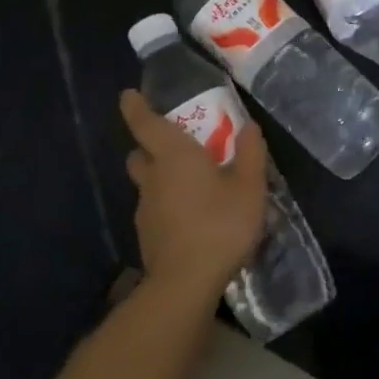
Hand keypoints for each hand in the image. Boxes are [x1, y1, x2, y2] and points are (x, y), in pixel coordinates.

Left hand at [119, 89, 270, 302]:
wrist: (186, 283)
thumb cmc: (220, 224)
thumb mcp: (250, 186)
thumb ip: (251, 153)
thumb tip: (248, 126)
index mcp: (174, 156)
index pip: (145, 124)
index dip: (135, 107)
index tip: (128, 95)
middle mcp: (153, 177)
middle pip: (140, 154)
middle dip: (150, 146)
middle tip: (176, 145)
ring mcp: (146, 209)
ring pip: (148, 183)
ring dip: (162, 178)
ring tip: (193, 185)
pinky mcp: (148, 236)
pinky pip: (156, 208)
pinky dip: (168, 204)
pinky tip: (192, 216)